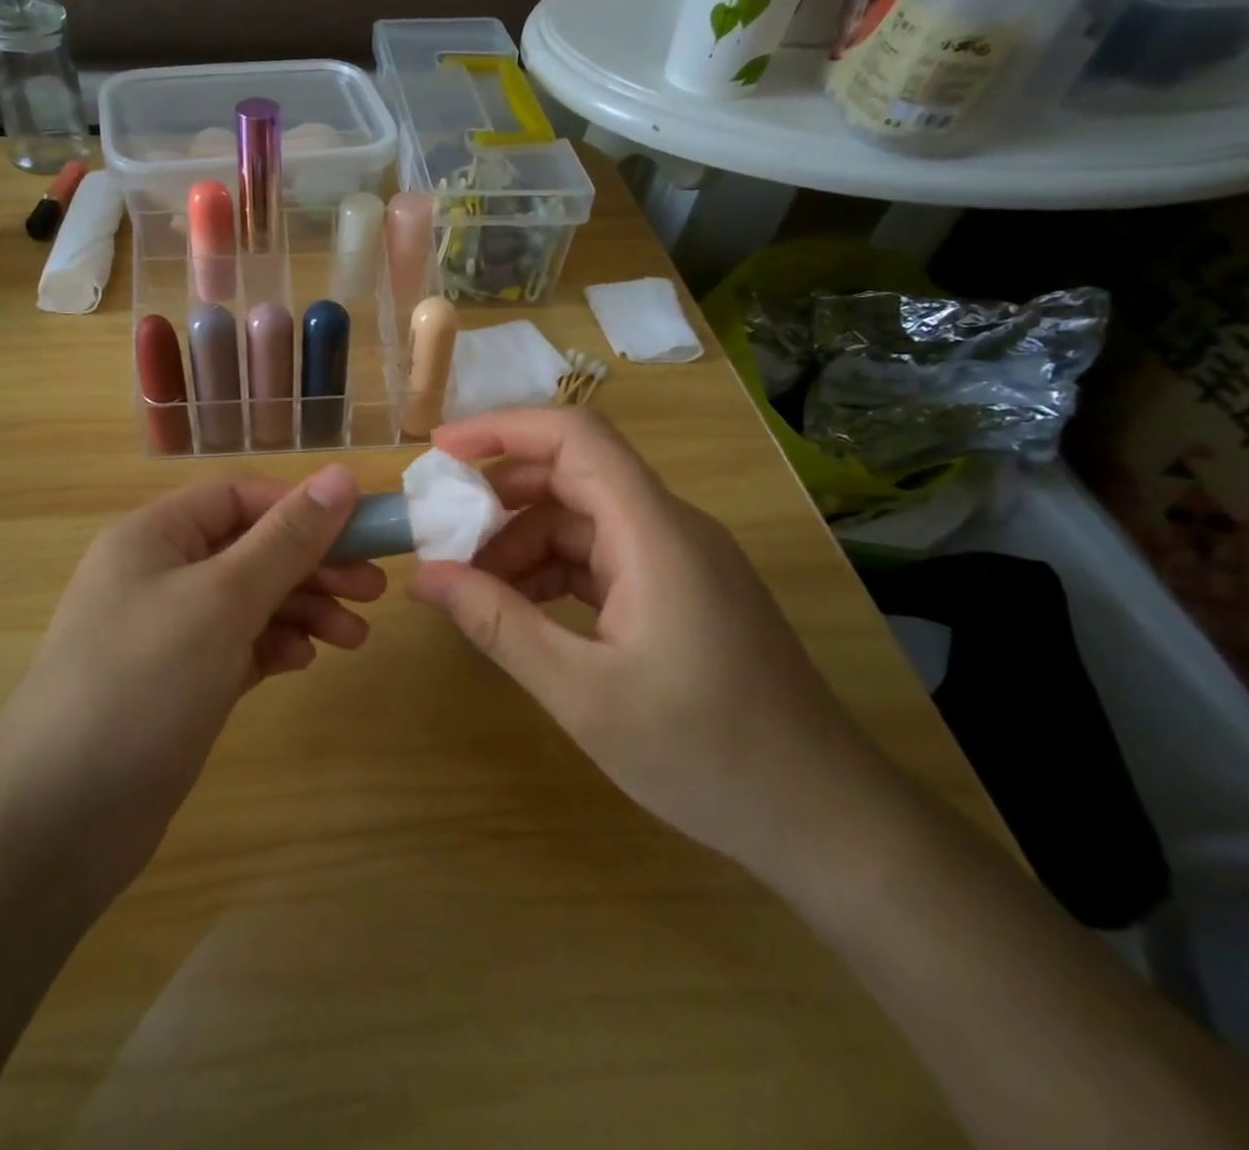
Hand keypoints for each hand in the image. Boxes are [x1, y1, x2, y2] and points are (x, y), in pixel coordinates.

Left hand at [0, 465, 381, 900]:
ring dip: (304, 610)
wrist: (58, 819)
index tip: (361, 532)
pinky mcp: (180, 682)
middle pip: (251, 549)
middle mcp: (159, 573)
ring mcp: (168, 631)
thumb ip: (287, 539)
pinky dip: (274, 647)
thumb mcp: (223, 599)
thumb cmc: (143, 683)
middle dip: (313, 566)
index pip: (240, 497)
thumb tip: (341, 475)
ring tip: (354, 637)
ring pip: (251, 600)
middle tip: (372, 590)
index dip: (301, 508)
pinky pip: (239, 645)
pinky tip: (301, 663)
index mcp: (155, 535)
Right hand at [408, 409, 898, 882]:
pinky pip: (602, 558)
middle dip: (498, 500)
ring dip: (521, 544)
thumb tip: (424, 576)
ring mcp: (678, 560)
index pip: (575, 438)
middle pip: (572, 477)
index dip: (502, 429)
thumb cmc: (705, 754)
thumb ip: (497, 625)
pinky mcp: (680, 592)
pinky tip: (519, 610)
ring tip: (471, 590)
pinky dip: (552, 572)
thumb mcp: (582, 693)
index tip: (439, 453)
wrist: (824, 819)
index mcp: (654, 532)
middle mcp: (669, 528)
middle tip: (440, 539)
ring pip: (582, 521)